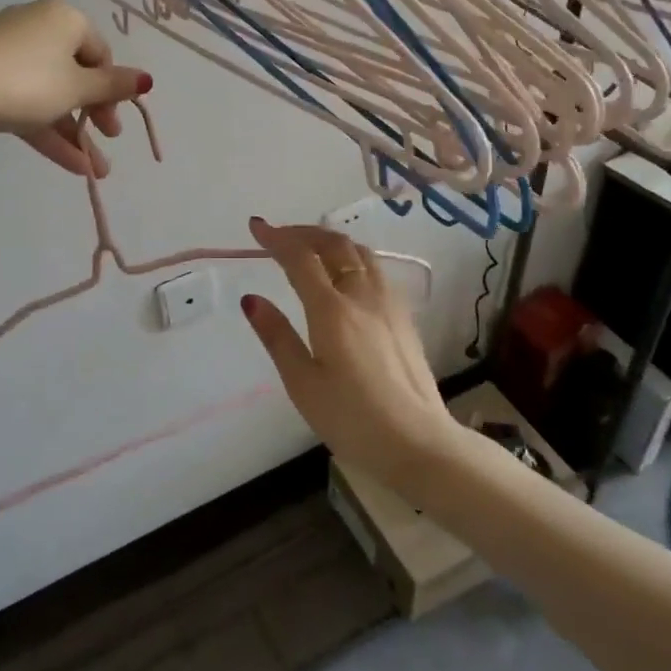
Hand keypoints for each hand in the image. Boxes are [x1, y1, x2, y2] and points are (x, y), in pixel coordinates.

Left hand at [0, 0, 150, 177]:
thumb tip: (147, 79)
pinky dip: (48, 130)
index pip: (100, 53)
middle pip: (76, 74)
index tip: (115, 120)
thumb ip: (113, 86)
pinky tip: (72, 165)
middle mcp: (38, 28)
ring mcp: (10, 54)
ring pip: (52, 94)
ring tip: (96, 170)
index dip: (113, 89)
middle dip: (95, 114)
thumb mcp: (78, 87)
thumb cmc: (27, 83)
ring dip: (75, 132)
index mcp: (64, 19)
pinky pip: (28, 103)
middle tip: (109, 139)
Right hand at [240, 218, 459, 489]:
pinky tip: (345, 275)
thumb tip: (251, 299)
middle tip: (278, 236)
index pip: (300, 258)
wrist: (419, 443)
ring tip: (309, 248)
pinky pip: (375, 269)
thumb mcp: (302, 383)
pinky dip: (351, 256)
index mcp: (332, 310)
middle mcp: (363, 295)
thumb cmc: (352, 419)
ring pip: (360, 253)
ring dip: (330, 241)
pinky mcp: (403, 316)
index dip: (276, 238)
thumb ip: (277, 336)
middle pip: (334, 245)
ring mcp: (388, 303)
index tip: (256, 226)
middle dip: (303, 233)